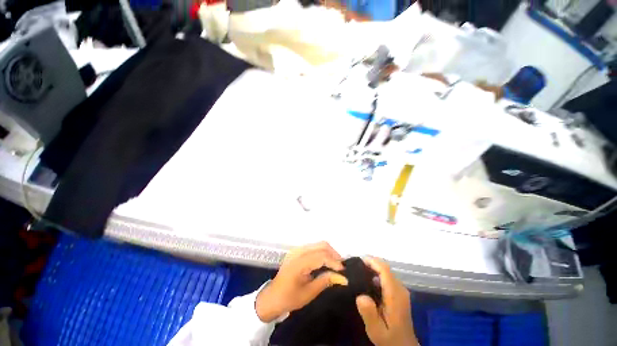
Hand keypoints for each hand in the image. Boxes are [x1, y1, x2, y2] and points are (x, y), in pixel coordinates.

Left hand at [255, 242, 347, 322]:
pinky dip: (322, 252)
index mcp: (299, 263)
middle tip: (341, 267)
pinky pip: (313, 247)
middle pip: (321, 245)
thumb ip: (325, 281)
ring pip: (318, 244)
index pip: (321, 256)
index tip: (344, 272)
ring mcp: (297, 249)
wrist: (272, 297)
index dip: (334, 262)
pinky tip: (326, 261)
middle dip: (334, 254)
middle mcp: (298, 252)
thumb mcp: (309, 293)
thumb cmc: (289, 298)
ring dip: (329, 252)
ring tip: (336, 265)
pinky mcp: (297, 250)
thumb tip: (343, 278)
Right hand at [356, 257, 417, 345]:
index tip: (358, 261)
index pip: (385, 270)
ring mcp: (401, 290)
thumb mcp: (376, 330)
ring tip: (359, 272)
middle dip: (371, 263)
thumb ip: (369, 313)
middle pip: (385, 268)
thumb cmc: (389, 338)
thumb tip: (360, 296)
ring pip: (386, 271)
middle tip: (355, 267)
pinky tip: (367, 281)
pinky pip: (387, 277)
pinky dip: (376, 274)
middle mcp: (400, 289)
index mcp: (395, 295)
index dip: (372, 262)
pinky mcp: (399, 293)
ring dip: (373, 268)